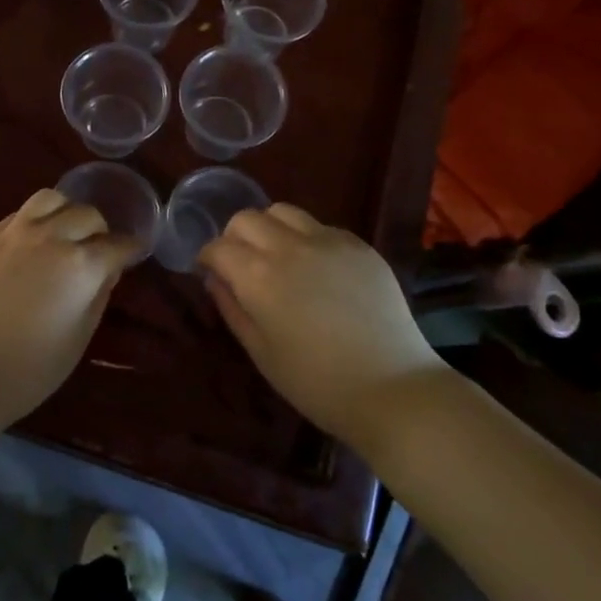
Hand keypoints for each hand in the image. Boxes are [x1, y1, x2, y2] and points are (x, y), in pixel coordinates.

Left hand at [0, 189, 138, 433]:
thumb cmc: (25, 372)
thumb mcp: (76, 340)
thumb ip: (97, 297)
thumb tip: (107, 271)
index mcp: (80, 265)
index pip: (117, 245)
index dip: (130, 249)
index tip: (134, 253)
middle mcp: (49, 237)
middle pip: (86, 214)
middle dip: (100, 230)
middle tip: (99, 250)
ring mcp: (12, 233)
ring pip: (50, 199)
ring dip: (66, 211)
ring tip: (65, 233)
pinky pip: (19, 214)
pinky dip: (35, 219)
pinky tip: (32, 241)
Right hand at [199, 204, 445, 445]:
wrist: (392, 388)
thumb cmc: (316, 382)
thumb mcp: (261, 352)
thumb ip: (231, 308)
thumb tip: (215, 279)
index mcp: (258, 276)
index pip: (218, 246)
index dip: (208, 257)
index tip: (210, 271)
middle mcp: (289, 247)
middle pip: (247, 218)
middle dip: (235, 237)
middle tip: (241, 264)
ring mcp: (328, 241)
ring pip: (283, 211)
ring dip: (270, 228)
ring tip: (278, 257)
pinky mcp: (359, 245)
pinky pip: (320, 226)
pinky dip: (307, 238)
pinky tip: (317, 268)